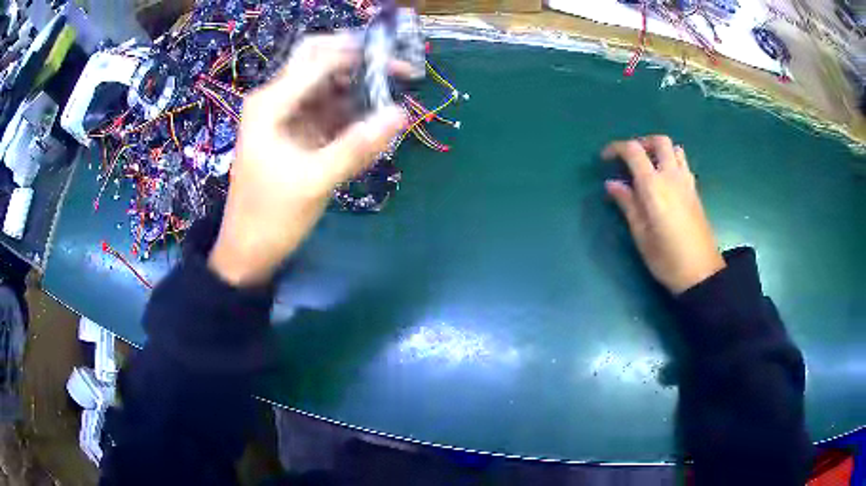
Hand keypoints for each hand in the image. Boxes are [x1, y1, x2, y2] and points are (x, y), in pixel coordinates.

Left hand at [208, 34, 406, 286]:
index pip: (320, 60)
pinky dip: (350, 108)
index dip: (361, 57)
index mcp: (270, 103)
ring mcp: (285, 114)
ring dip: (357, 83)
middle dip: (356, 59)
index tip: (401, 68)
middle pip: (319, 59)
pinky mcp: (295, 131)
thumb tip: (401, 114)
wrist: (247, 251)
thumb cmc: (271, 218)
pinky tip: (373, 118)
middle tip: (394, 71)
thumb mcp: (315, 182)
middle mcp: (275, 99)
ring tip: (392, 94)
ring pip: (325, 81)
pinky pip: (326, 106)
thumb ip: (357, 146)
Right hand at [602, 136, 724, 294]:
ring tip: (648, 166)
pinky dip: (671, 161)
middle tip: (629, 158)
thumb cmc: (667, 259)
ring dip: (659, 150)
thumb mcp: (641, 235)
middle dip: (641, 143)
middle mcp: (672, 177)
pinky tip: (664, 180)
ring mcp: (687, 182)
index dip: (616, 148)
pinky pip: (683, 163)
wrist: (702, 273)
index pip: (634, 151)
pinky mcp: (695, 191)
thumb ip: (627, 204)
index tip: (605, 158)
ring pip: (674, 149)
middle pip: (659, 141)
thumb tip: (612, 183)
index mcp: (654, 187)